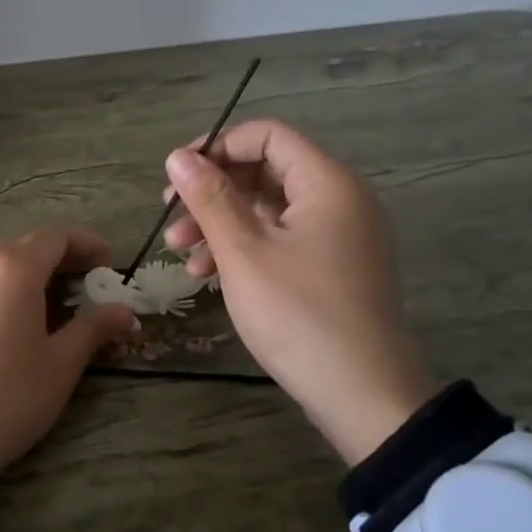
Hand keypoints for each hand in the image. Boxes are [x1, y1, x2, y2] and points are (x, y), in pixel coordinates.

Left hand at [0, 227, 136, 527]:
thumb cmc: (7, 396)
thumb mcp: (60, 364)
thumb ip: (93, 328)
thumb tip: (124, 310)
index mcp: (14, 269)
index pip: (56, 236)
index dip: (88, 243)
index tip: (111, 264)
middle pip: (28, 245)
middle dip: (64, 257)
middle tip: (92, 283)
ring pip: (3, 263)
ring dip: (36, 272)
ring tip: (62, 303)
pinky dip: (11, 288)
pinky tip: (23, 321)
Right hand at [162, 119, 438, 462]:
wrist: (363, 395)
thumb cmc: (298, 313)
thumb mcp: (243, 252)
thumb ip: (208, 198)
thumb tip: (178, 156)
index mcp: (327, 183)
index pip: (266, 136)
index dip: (217, 147)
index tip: (176, 175)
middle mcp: (338, 200)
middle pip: (264, 172)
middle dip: (210, 193)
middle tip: (169, 218)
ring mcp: (337, 236)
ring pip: (267, 210)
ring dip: (219, 224)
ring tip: (178, 254)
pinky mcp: (331, 268)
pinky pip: (280, 240)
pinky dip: (243, 249)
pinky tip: (206, 274)